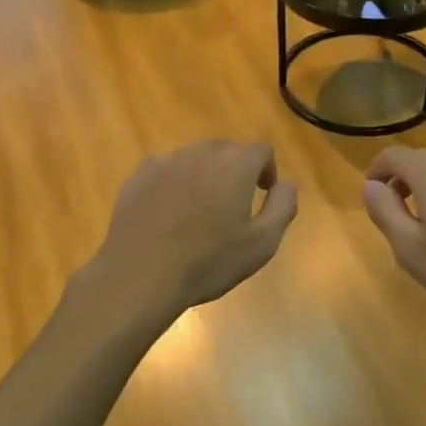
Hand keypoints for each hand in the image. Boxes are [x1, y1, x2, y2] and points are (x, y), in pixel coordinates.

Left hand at [90, 141, 298, 317]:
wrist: (140, 275)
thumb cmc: (208, 262)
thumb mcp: (262, 244)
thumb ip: (283, 207)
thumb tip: (287, 184)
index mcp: (235, 166)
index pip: (261, 150)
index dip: (267, 169)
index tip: (263, 193)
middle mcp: (201, 153)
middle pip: (226, 150)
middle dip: (236, 169)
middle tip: (234, 203)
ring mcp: (166, 162)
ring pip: (194, 157)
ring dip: (204, 174)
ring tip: (200, 209)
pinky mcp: (138, 176)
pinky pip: (165, 169)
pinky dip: (174, 182)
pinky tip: (169, 212)